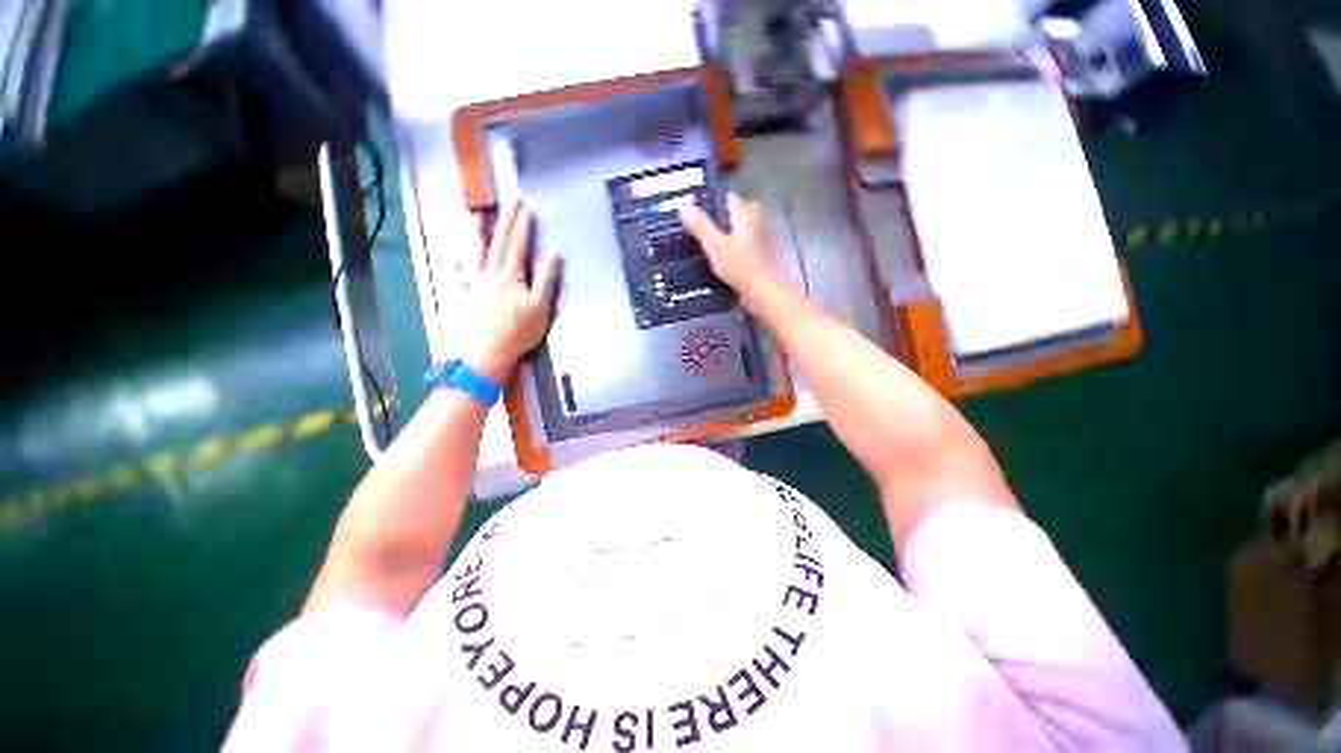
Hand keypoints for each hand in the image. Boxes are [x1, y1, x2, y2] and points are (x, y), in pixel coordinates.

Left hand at [464, 202, 561, 380]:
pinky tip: (463, 253)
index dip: (523, 226)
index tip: (527, 208)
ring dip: (480, 233)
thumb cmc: (518, 332)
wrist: (487, 352)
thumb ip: (546, 280)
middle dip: (506, 220)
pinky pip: (467, 268)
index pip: (518, 245)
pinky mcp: (471, 294)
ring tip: (478, 216)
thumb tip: (554, 254)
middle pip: (499, 242)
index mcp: (511, 275)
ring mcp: (479, 282)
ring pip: (479, 252)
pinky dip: (465, 256)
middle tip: (510, 201)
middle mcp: (492, 273)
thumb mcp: (540, 307)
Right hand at [680, 192, 786, 306]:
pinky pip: (736, 250)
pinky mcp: (754, 261)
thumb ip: (701, 226)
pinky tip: (711, 259)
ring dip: (721, 235)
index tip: (693, 201)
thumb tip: (684, 206)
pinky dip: (725, 251)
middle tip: (693, 222)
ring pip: (735, 233)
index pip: (729, 197)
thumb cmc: (741, 266)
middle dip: (716, 217)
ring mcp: (756, 244)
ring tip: (697, 240)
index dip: (712, 197)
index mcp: (745, 216)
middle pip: (734, 215)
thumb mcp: (715, 245)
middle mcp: (753, 225)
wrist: (764, 293)